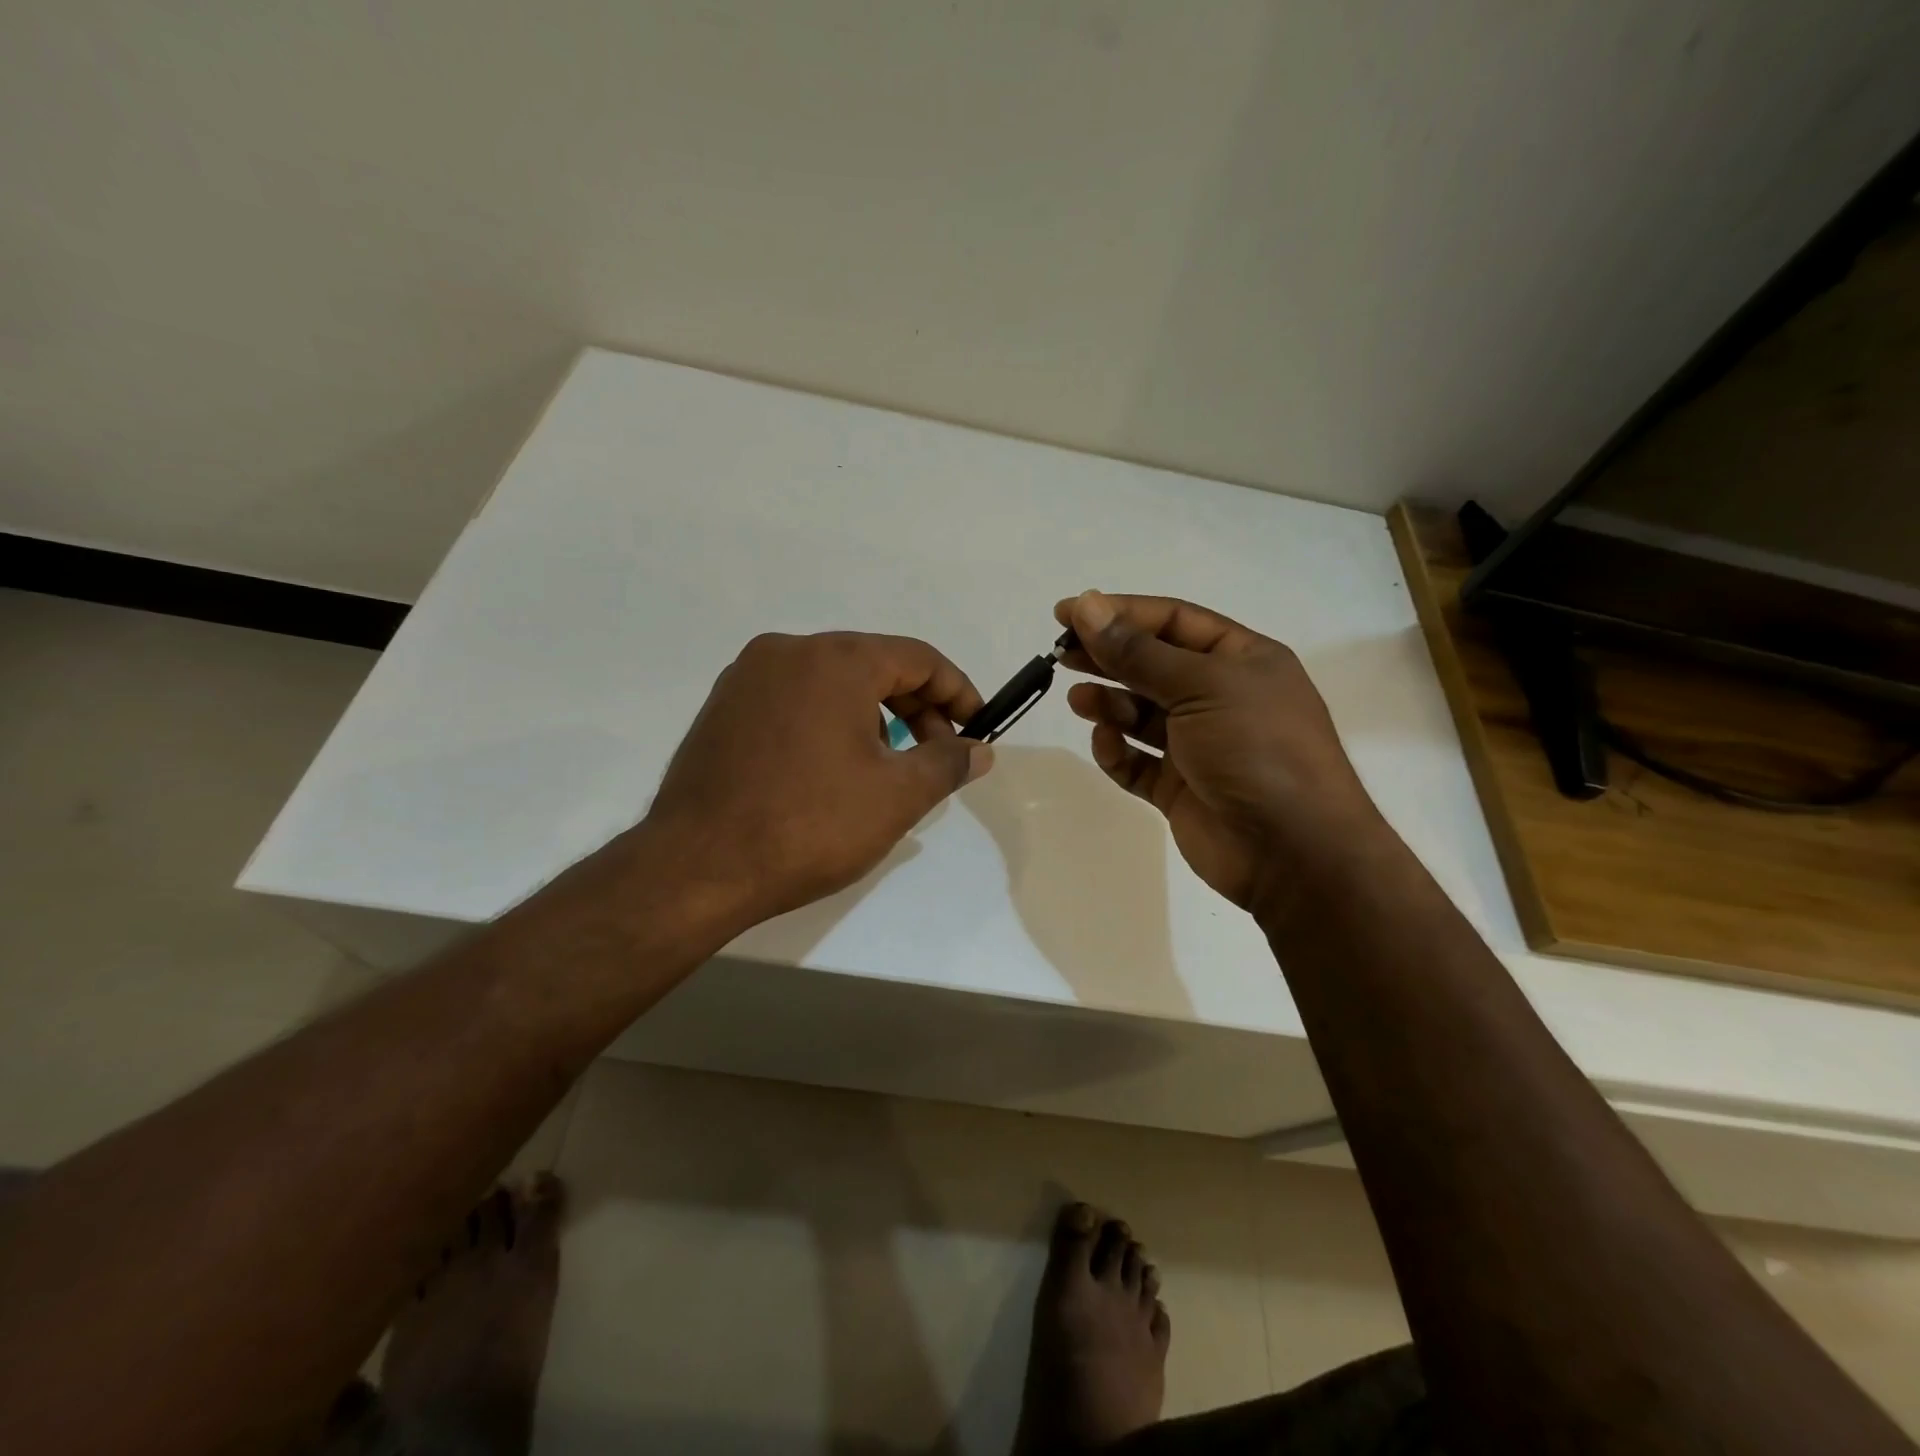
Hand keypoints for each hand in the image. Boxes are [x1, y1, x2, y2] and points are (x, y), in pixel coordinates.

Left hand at [639, 631, 992, 930]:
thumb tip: (981, 749)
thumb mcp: (896, 796)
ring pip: (832, 682)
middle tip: (936, 755)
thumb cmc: (809, 825)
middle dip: (916, 707)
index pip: (918, 658)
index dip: (957, 691)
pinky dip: (829, 721)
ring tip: (886, 768)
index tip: (977, 728)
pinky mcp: (723, 707)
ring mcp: (747, 677)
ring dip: (873, 715)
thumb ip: (947, 763)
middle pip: (873, 664)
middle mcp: (788, 651)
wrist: (697, 867)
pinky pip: (794, 699)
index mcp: (835, 660)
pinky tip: (833, 768)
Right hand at [1056, 590, 1381, 913]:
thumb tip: (1087, 605)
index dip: (1120, 612)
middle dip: (1108, 657)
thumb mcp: (1201, 687)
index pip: (1173, 621)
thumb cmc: (1257, 749)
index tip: (1068, 611)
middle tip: (1061, 653)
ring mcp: (1199, 745)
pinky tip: (1106, 743)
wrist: (1293, 851)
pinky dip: (1118, 751)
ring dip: (1109, 703)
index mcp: (1241, 660)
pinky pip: (1138, 761)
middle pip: (1152, 664)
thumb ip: (1138, 652)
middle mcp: (1220, 697)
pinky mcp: (1179, 787)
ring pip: (1141, 714)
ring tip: (1079, 700)